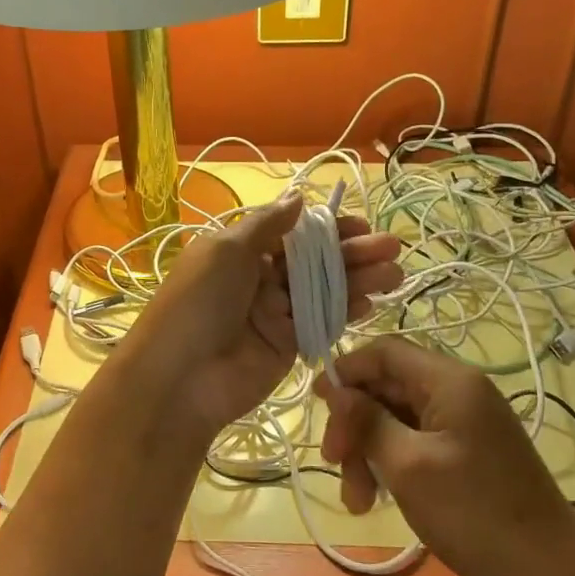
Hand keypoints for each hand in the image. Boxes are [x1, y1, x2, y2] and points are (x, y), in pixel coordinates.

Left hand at [124, 194, 403, 445]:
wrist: (179, 378)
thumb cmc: (198, 302)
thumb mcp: (225, 250)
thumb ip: (266, 224)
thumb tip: (299, 197)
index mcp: (240, 250)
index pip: (293, 232)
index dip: (327, 227)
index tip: (360, 224)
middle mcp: (260, 278)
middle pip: (314, 259)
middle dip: (352, 252)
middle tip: (392, 247)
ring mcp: (276, 312)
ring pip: (324, 289)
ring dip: (358, 280)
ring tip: (395, 273)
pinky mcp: (288, 345)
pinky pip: (322, 322)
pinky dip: (346, 311)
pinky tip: (371, 303)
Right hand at [315, 338, 574, 575]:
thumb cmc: (475, 514)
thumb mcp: (408, 466)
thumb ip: (368, 421)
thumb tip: (336, 389)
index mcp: (450, 380)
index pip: (384, 351)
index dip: (346, 372)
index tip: (316, 405)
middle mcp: (459, 391)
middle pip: (388, 387)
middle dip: (356, 424)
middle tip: (334, 465)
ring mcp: (467, 424)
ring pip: (398, 419)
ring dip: (370, 451)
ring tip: (357, 501)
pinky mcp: (469, 453)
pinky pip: (417, 442)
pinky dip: (393, 464)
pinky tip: (379, 499)